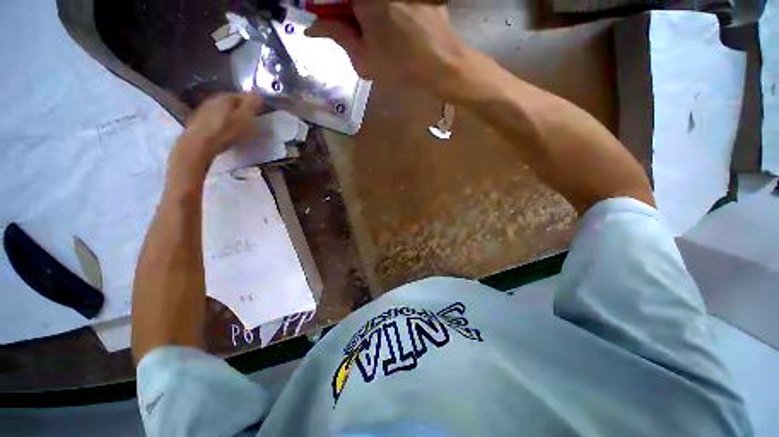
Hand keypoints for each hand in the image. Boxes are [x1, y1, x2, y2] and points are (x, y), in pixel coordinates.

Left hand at [179, 93, 263, 160]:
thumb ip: (252, 104)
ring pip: (222, 109)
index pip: (243, 95)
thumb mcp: (244, 117)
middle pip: (231, 102)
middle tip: (250, 119)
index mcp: (226, 96)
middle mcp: (213, 99)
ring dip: (230, 115)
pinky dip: (222, 121)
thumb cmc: (226, 130)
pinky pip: (215, 118)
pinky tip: (225, 130)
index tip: (259, 110)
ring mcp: (204, 109)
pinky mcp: (198, 120)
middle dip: (241, 109)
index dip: (252, 102)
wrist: (200, 143)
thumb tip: (259, 93)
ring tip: (238, 125)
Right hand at [305, 1, 472, 98]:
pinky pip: (389, 2)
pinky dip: (383, 11)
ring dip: (364, 12)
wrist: (442, 63)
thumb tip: (314, 27)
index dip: (326, 8)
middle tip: (349, 27)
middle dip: (346, 11)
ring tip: (373, 31)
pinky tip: (391, 25)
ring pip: (371, 3)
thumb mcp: (364, 58)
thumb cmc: (402, 66)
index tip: (325, 20)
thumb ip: (338, 36)